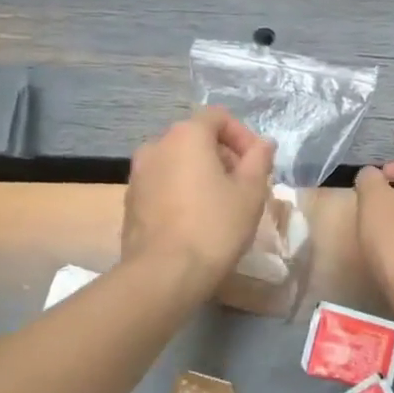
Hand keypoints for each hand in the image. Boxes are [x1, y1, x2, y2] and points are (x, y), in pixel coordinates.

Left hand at [123, 108, 276, 289]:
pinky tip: (196, 220)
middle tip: (244, 186)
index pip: (218, 117)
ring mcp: (138, 174)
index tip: (257, 164)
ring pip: (178, 162)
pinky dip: (182, 191)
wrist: (163, 274)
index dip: (243, 136)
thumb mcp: (251, 192)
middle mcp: (156, 146)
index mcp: (186, 136)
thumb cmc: (214, 226)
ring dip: (202, 174)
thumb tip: (263, 144)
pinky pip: (163, 184)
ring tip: (221, 205)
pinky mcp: (130, 201)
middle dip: (224, 156)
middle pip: (197, 138)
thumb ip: (259, 160)